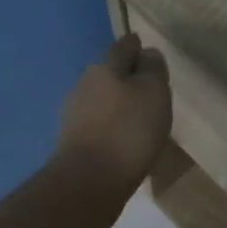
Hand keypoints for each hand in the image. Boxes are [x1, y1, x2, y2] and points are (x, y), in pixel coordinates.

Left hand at [54, 34, 171, 192]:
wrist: (89, 181)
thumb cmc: (128, 131)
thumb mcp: (153, 93)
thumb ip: (152, 70)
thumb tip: (147, 53)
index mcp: (105, 68)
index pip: (123, 47)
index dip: (136, 46)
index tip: (145, 49)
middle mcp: (84, 85)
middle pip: (109, 73)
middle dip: (125, 76)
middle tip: (147, 87)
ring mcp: (74, 114)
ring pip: (101, 100)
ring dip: (117, 104)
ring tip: (138, 117)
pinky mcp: (72, 141)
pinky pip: (97, 124)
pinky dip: (110, 126)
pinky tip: (122, 139)